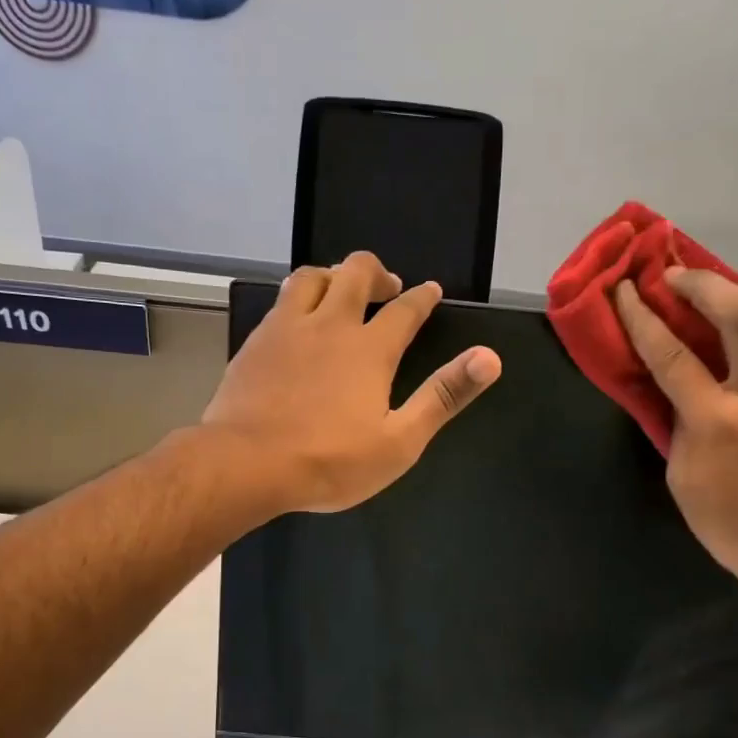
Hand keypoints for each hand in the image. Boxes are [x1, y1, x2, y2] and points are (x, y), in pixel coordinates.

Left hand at [203, 253, 501, 514]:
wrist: (247, 464)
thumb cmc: (330, 461)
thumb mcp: (399, 441)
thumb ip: (443, 396)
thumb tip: (490, 358)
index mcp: (370, 349)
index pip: (406, 309)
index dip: (423, 298)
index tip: (431, 291)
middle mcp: (330, 324)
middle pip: (355, 273)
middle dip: (377, 273)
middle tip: (387, 287)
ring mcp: (287, 328)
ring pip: (311, 277)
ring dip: (333, 276)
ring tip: (340, 292)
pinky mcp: (256, 341)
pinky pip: (281, 301)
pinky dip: (298, 298)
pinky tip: (297, 319)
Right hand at [615, 269, 737, 598]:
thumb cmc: (723, 519)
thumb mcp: (679, 472)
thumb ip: (676, 420)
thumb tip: (675, 381)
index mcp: (717, 421)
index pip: (672, 355)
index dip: (641, 318)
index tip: (625, 290)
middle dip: (705, 284)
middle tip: (678, 276)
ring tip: (730, 290)